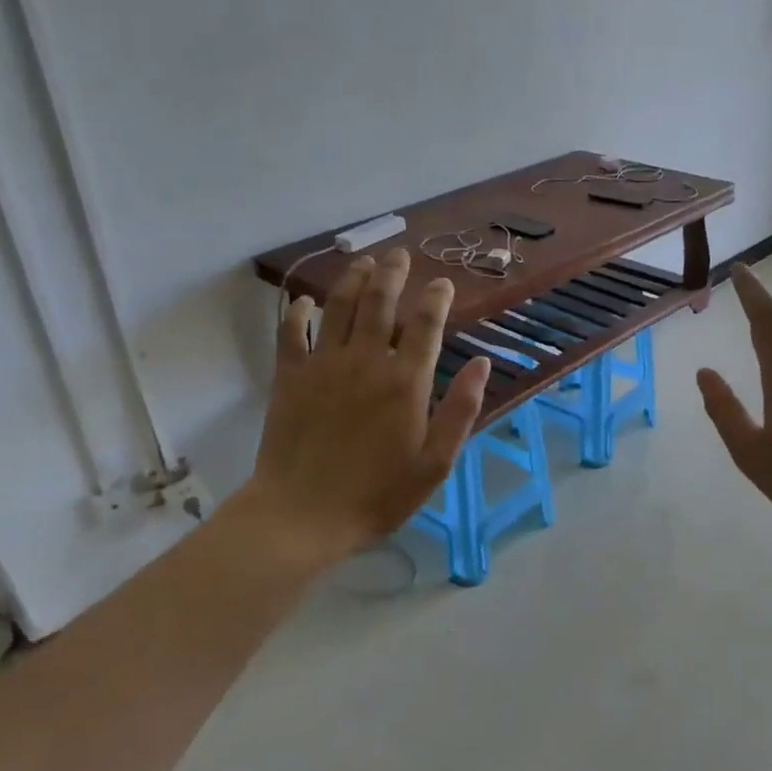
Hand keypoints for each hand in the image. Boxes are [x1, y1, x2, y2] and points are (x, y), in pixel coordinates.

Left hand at [236, 246, 489, 571]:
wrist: (303, 514)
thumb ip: (461, 410)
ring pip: (339, 307)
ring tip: (364, 262)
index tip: (443, 283)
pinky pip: (291, 332)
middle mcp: (366, 361)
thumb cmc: (378, 495)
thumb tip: (482, 362)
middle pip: (380, 302)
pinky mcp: (290, 377)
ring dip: (354, 279)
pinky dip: (299, 311)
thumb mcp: (435, 463)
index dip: (436, 298)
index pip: (426, 325)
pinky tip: (305, 301)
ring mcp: (323, 365)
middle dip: (393, 273)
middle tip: (399, 255)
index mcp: (406, 383)